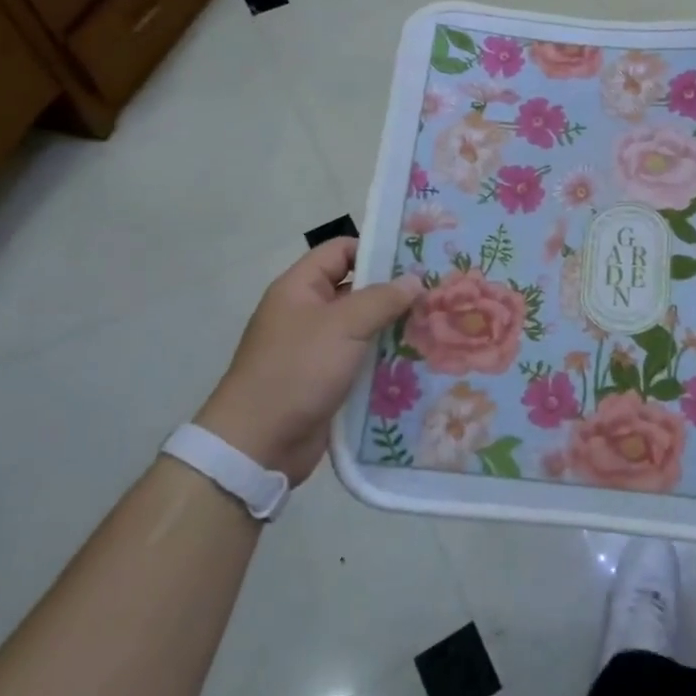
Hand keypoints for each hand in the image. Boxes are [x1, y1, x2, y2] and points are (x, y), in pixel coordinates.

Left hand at [196, 238, 422, 483]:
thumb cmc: (297, 371)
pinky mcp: (327, 381)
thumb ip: (382, 299)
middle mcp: (308, 313)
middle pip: (357, 290)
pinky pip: (362, 360)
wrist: (259, 444)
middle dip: (394, 292)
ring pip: (364, 328)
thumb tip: (414, 280)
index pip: (340, 251)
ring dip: (394, 329)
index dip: (374, 250)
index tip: (414, 260)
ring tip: (437, 327)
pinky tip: (419, 361)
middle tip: (436, 294)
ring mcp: (317, 349)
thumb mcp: (343, 326)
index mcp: (300, 288)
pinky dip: (386, 360)